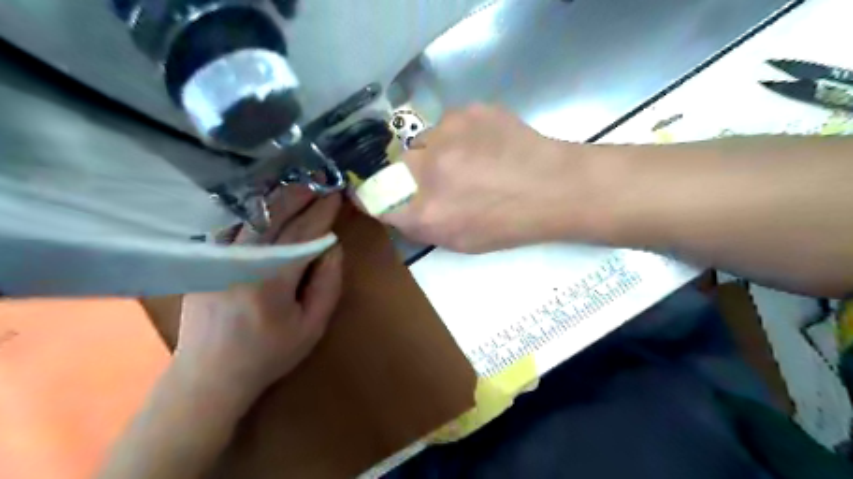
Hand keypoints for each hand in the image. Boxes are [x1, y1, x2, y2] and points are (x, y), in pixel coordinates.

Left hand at [173, 190, 341, 400]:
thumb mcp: (312, 326)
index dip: (322, 212)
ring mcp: (217, 258)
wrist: (210, 375)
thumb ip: (327, 283)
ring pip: (251, 217)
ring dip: (276, 199)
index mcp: (271, 279)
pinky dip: (251, 211)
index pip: (303, 234)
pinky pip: (231, 226)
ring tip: (297, 187)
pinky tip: (264, 205)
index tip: (336, 195)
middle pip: (275, 217)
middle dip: (299, 196)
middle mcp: (241, 260)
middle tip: (319, 182)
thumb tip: (332, 246)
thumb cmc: (269, 353)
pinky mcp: (205, 261)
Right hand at [379, 105, 593, 253]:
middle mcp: (427, 169)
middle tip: (437, 178)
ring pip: (421, 141)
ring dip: (435, 152)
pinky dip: (458, 135)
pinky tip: (484, 145)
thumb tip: (395, 208)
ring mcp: (447, 134)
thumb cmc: (509, 224)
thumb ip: (420, 226)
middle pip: (393, 164)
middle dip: (408, 173)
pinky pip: (447, 124)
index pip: (371, 196)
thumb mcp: (459, 242)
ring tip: (468, 160)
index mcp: (425, 211)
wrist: (555, 187)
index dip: (372, 193)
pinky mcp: (467, 110)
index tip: (381, 192)